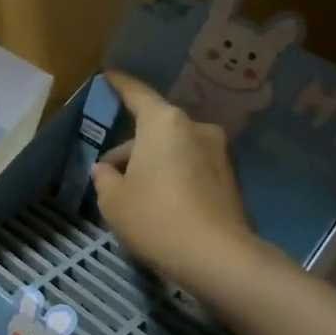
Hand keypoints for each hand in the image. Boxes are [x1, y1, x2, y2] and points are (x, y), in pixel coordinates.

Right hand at [92, 70, 258, 288]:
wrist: (219, 258)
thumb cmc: (156, 219)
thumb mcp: (114, 201)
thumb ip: (105, 179)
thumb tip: (106, 170)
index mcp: (163, 124)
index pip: (137, 94)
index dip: (120, 85)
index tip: (110, 75)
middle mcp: (195, 129)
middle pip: (155, 128)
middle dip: (132, 146)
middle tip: (109, 172)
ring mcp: (218, 153)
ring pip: (174, 148)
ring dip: (154, 162)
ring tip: (133, 192)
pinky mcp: (230, 180)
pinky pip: (192, 167)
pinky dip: (174, 176)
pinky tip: (160, 204)